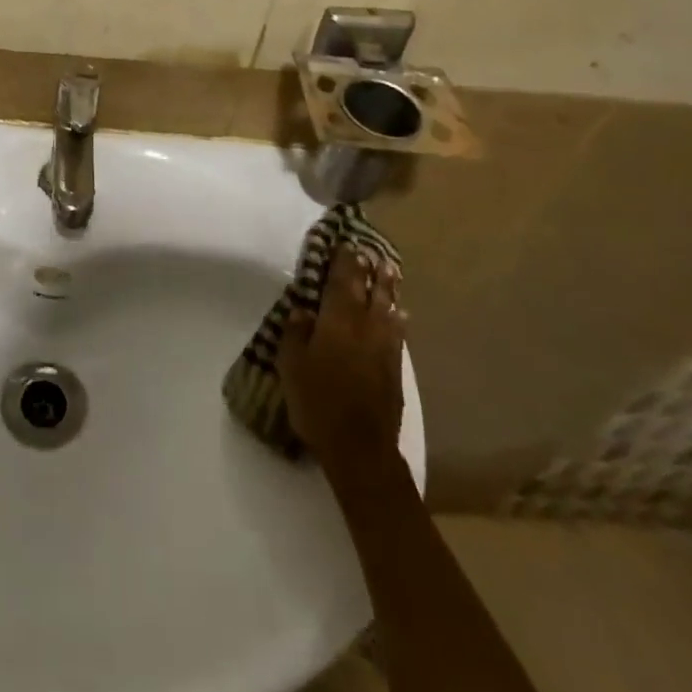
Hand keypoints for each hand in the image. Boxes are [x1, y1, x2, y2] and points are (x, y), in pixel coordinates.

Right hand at [278, 254, 405, 482]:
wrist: (360, 447)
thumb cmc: (317, 402)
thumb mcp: (292, 365)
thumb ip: (296, 333)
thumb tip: (303, 310)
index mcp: (338, 321)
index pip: (343, 281)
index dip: (345, 262)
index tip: (347, 244)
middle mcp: (366, 327)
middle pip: (370, 291)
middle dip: (370, 270)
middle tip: (371, 252)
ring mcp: (385, 348)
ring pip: (388, 309)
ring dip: (388, 289)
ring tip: (390, 273)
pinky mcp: (395, 369)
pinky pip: (397, 332)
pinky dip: (397, 318)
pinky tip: (399, 316)